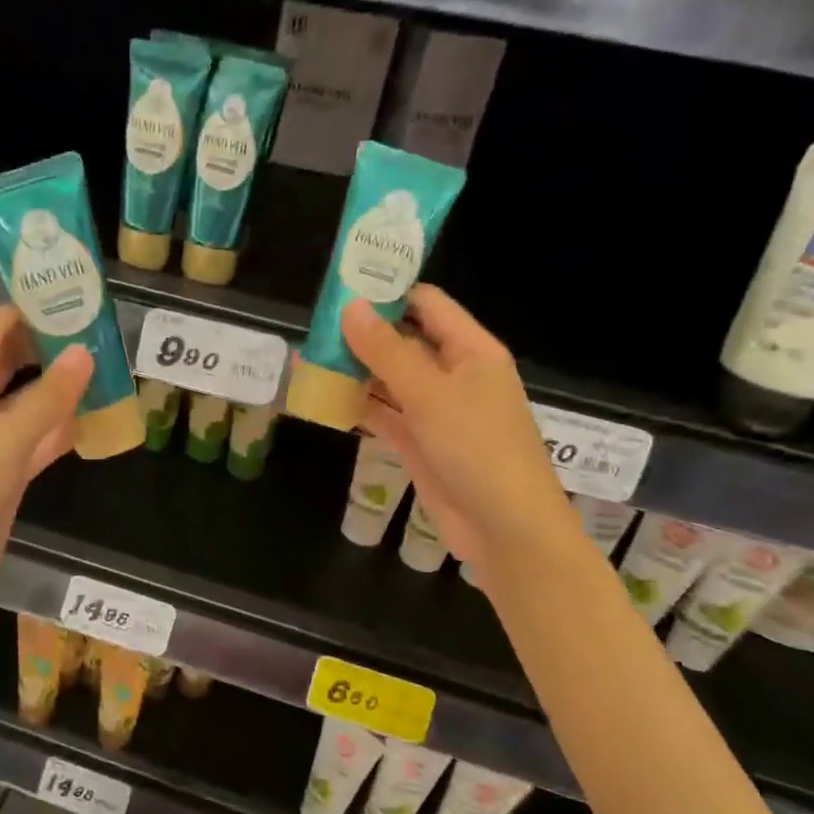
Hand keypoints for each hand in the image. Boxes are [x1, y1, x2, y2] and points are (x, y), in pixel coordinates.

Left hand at [0, 306, 91, 612]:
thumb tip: (84, 351)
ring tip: (108, 371)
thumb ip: (49, 395)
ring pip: (25, 399)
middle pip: (11, 359)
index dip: (35, 310)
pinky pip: (32, 437)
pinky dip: (58, 428)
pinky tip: (96, 420)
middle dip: (53, 347)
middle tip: (103, 336)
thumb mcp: (7, 437)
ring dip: (60, 388)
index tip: (81, 301)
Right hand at [341, 288, 573, 582]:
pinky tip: (324, 396)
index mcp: (471, 351)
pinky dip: (358, 406)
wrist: (504, 527)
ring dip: (355, 371)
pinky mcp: (420, 443)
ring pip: (390, 380)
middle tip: (314, 324)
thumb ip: (387, 351)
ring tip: (309, 357)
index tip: (342, 285)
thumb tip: (350, 308)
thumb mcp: (430, 393)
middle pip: (404, 342)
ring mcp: (436, 412)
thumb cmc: (477, 448)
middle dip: (362, 334)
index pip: (427, 305)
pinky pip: (385, 414)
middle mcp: (455, 375)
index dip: (388, 291)